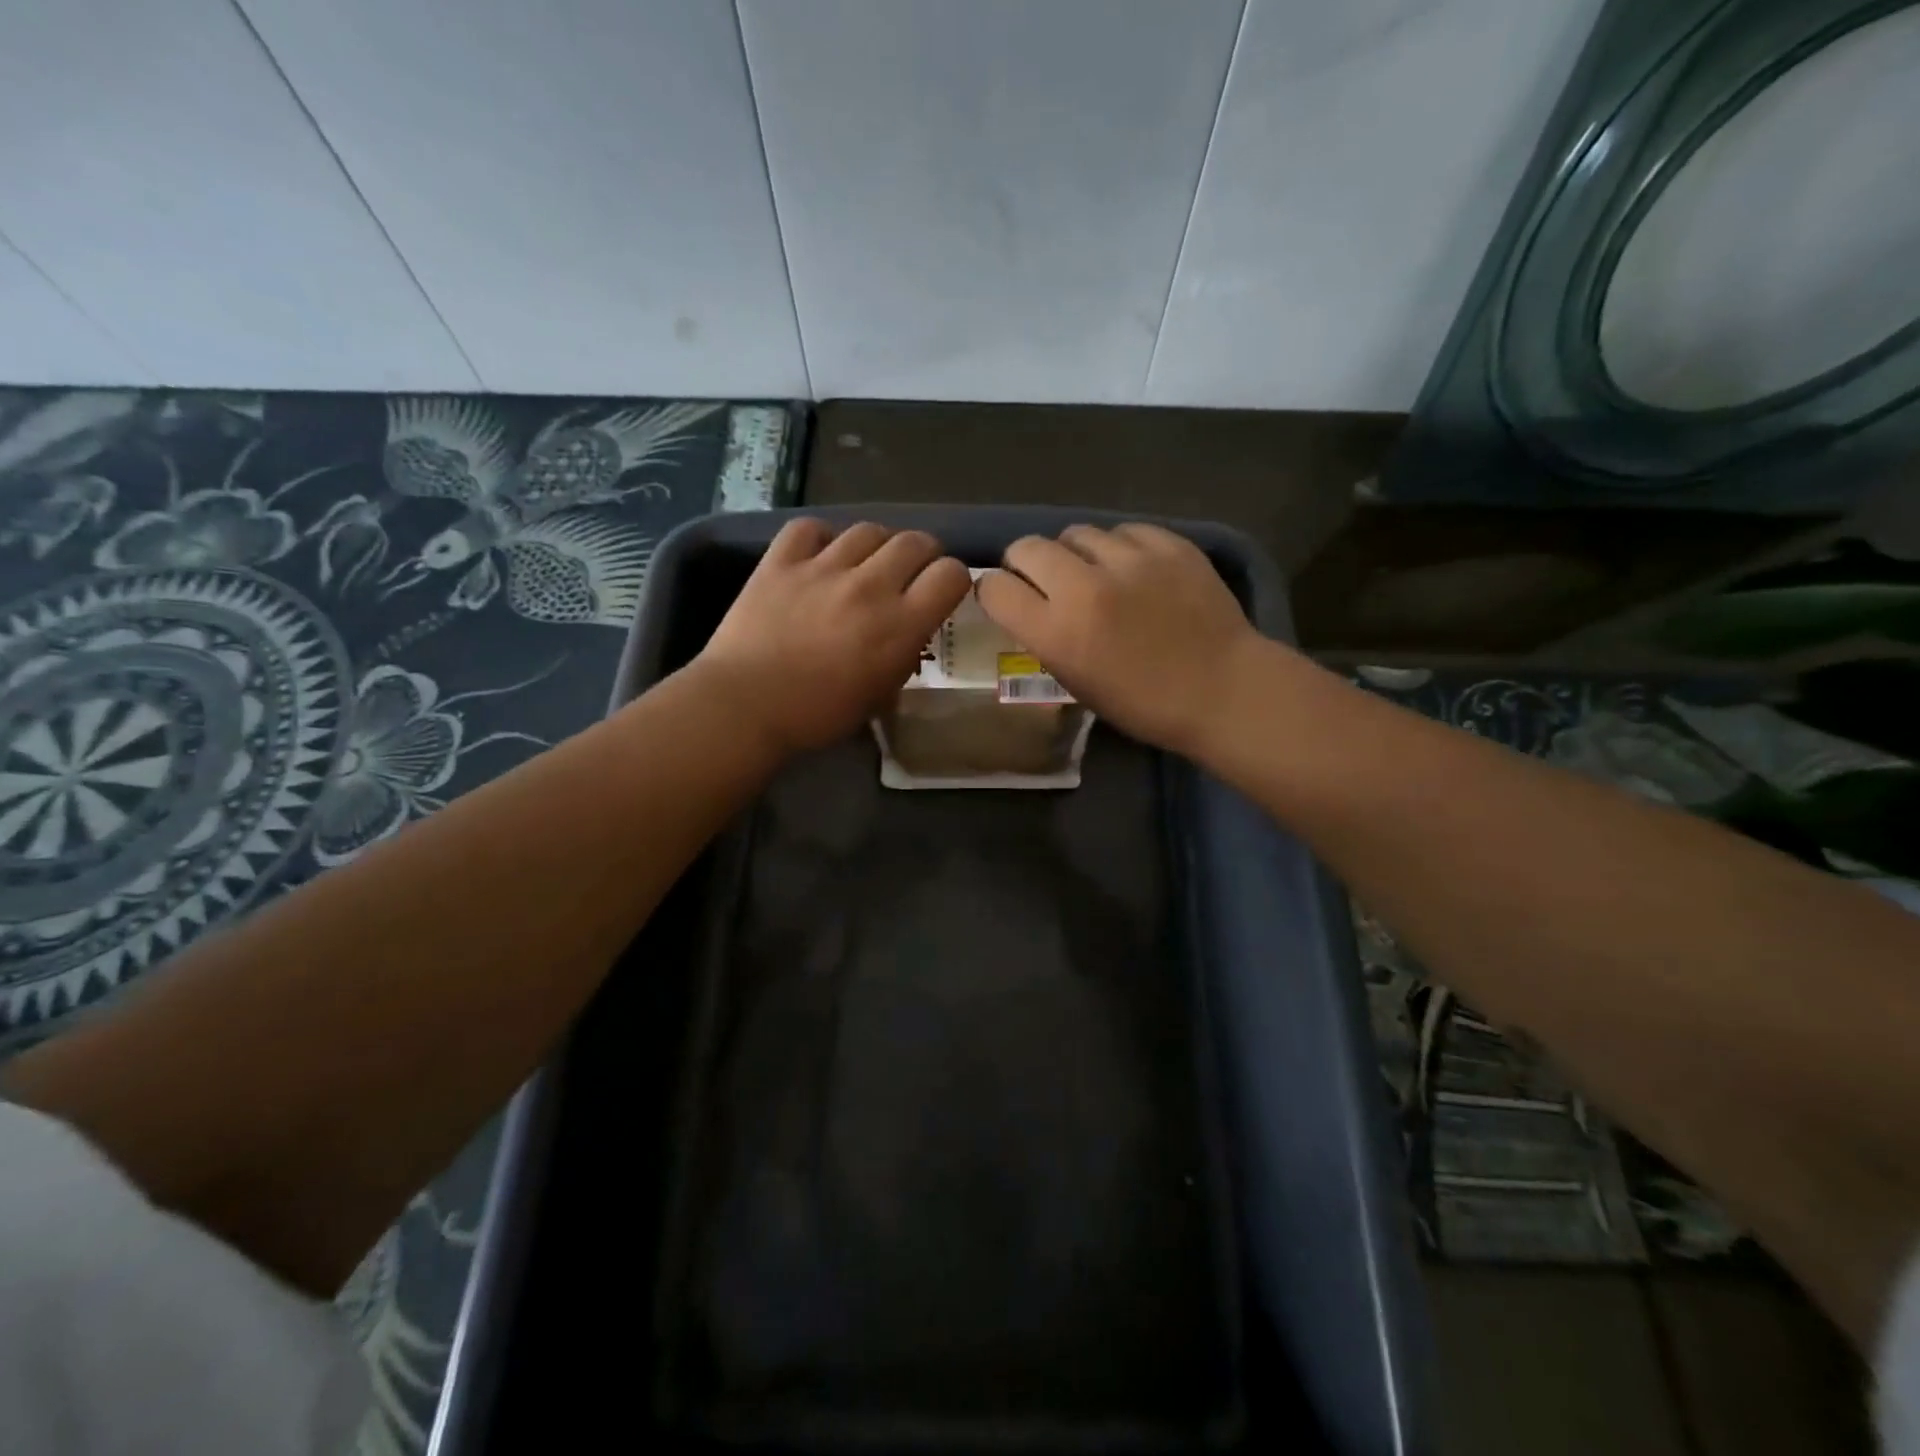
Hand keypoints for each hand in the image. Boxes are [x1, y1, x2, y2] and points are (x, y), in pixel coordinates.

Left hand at [693, 518, 970, 754]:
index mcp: (900, 624)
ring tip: (864, 564)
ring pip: (868, 529)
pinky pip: (810, 528)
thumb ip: (902, 658)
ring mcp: (823, 568)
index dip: (953, 580)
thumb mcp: (878, 697)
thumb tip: (906, 636)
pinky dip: (821, 538)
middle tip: (909, 575)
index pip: (951, 574)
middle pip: (915, 541)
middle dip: (921, 556)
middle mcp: (869, 586)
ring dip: (876, 546)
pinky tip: (819, 556)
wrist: (745, 706)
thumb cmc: (817, 715)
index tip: (941, 593)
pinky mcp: (780, 561)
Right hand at [976, 523, 1265, 755]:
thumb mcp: (1077, 682)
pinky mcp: (1168, 543)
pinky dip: (1119, 548)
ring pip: (1076, 532)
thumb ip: (1045, 638)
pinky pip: (1123, 531)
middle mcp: (1084, 587)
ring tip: (1095, 573)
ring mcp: (1129, 559)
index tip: (1006, 599)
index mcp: (1057, 632)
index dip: (994, 592)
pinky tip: (1134, 570)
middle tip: (1043, 581)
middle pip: (1026, 547)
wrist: (1223, 690)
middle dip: (1025, 563)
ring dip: (1075, 553)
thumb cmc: (1144, 704)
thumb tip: (1029, 604)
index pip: (995, 588)